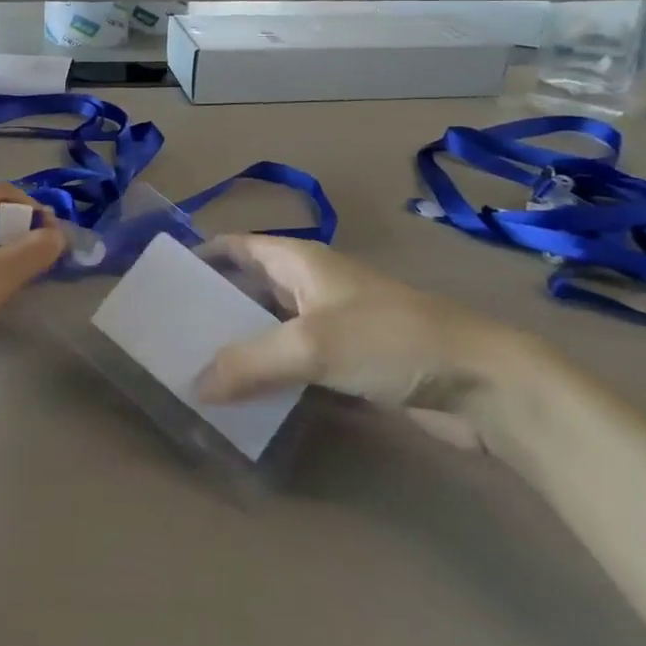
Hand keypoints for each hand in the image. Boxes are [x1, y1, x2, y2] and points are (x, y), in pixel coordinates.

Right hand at [196, 236, 526, 440]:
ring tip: (195, 370)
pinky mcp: (348, 363)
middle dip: (212, 307)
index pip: (237, 246)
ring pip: (270, 329)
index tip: (164, 281)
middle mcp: (310, 286)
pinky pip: (294, 363)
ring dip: (239, 346)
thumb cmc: (389, 340)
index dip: (200, 256)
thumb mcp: (311, 345)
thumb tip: (195, 385)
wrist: (481, 383)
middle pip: (248, 288)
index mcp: (299, 261)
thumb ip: (249, 363)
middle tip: (170, 336)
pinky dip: (268, 375)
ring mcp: (331, 325)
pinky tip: (244, 399)